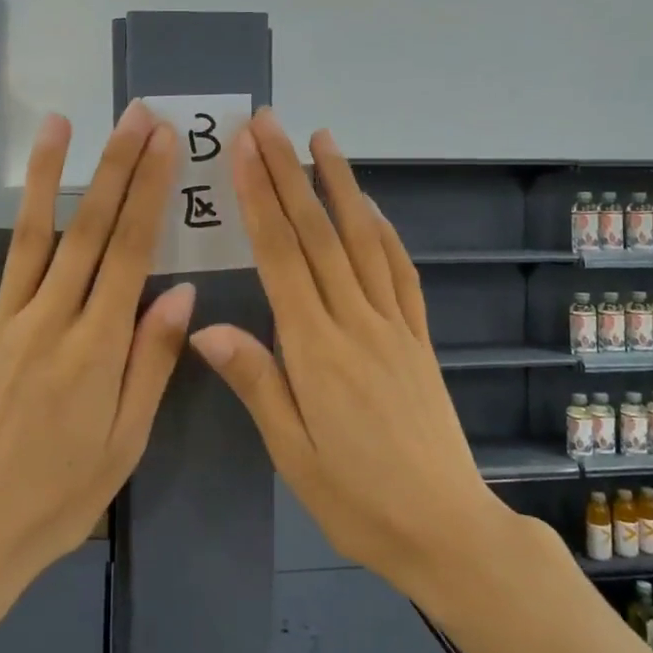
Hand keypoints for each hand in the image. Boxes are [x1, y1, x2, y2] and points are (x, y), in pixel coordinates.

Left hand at [0, 102, 194, 596]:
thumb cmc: (61, 496)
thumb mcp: (125, 441)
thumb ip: (151, 362)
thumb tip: (181, 291)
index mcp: (96, 347)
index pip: (131, 251)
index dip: (149, 191)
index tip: (164, 143)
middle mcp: (49, 321)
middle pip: (89, 230)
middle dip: (115, 167)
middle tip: (134, 116)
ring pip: (29, 237)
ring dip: (47, 176)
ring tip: (61, 123)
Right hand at [188, 110, 519, 603]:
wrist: (446, 529)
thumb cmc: (357, 500)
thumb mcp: (291, 453)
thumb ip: (255, 382)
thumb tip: (206, 326)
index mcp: (316, 350)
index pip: (282, 257)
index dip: (260, 198)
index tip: (244, 151)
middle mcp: (356, 322)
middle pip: (318, 233)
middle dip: (289, 172)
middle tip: (270, 123)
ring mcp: (394, 325)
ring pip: (363, 241)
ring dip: (341, 185)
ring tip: (322, 140)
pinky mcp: (418, 338)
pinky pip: (400, 272)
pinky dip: (383, 231)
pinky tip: (370, 207)